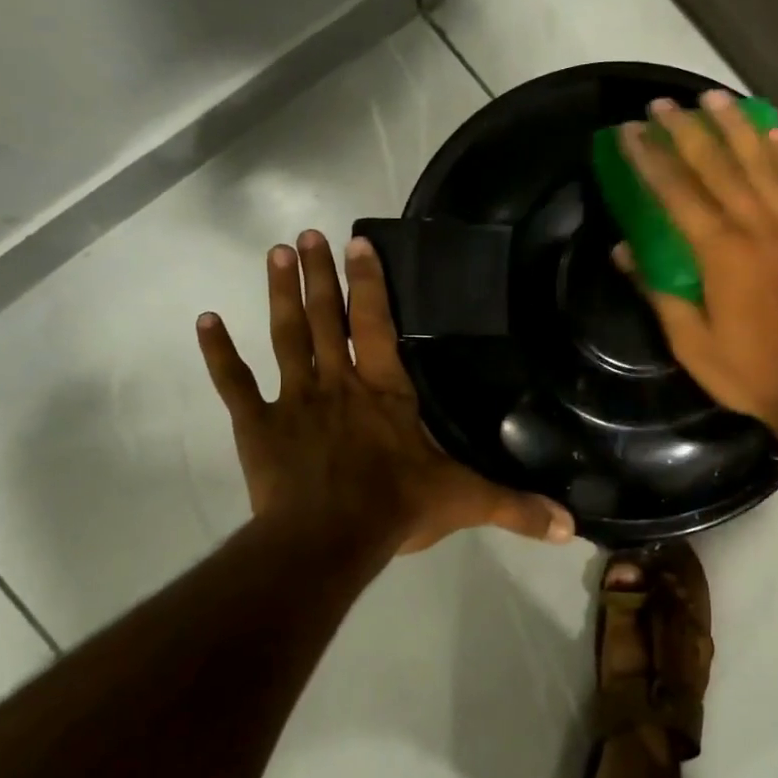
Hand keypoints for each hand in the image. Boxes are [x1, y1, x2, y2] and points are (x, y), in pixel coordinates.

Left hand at [196, 230, 573, 554]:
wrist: (326, 541)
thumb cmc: (395, 508)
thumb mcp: (465, 502)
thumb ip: (516, 507)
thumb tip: (572, 525)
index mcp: (384, 390)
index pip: (376, 323)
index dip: (368, 282)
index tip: (357, 242)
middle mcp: (339, 383)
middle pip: (325, 318)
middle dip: (316, 274)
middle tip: (305, 235)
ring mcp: (295, 400)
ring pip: (285, 337)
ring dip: (278, 295)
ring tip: (272, 254)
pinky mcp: (258, 427)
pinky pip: (234, 384)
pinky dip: (219, 354)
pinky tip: (205, 321)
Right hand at [619, 92, 777, 432]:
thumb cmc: (750, 369)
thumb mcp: (691, 343)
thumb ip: (659, 291)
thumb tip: (624, 251)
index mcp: (720, 252)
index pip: (676, 192)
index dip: (649, 159)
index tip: (629, 132)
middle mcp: (757, 225)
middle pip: (717, 164)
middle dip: (686, 130)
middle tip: (663, 103)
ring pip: (763, 162)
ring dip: (736, 126)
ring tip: (715, 97)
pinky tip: (776, 133)